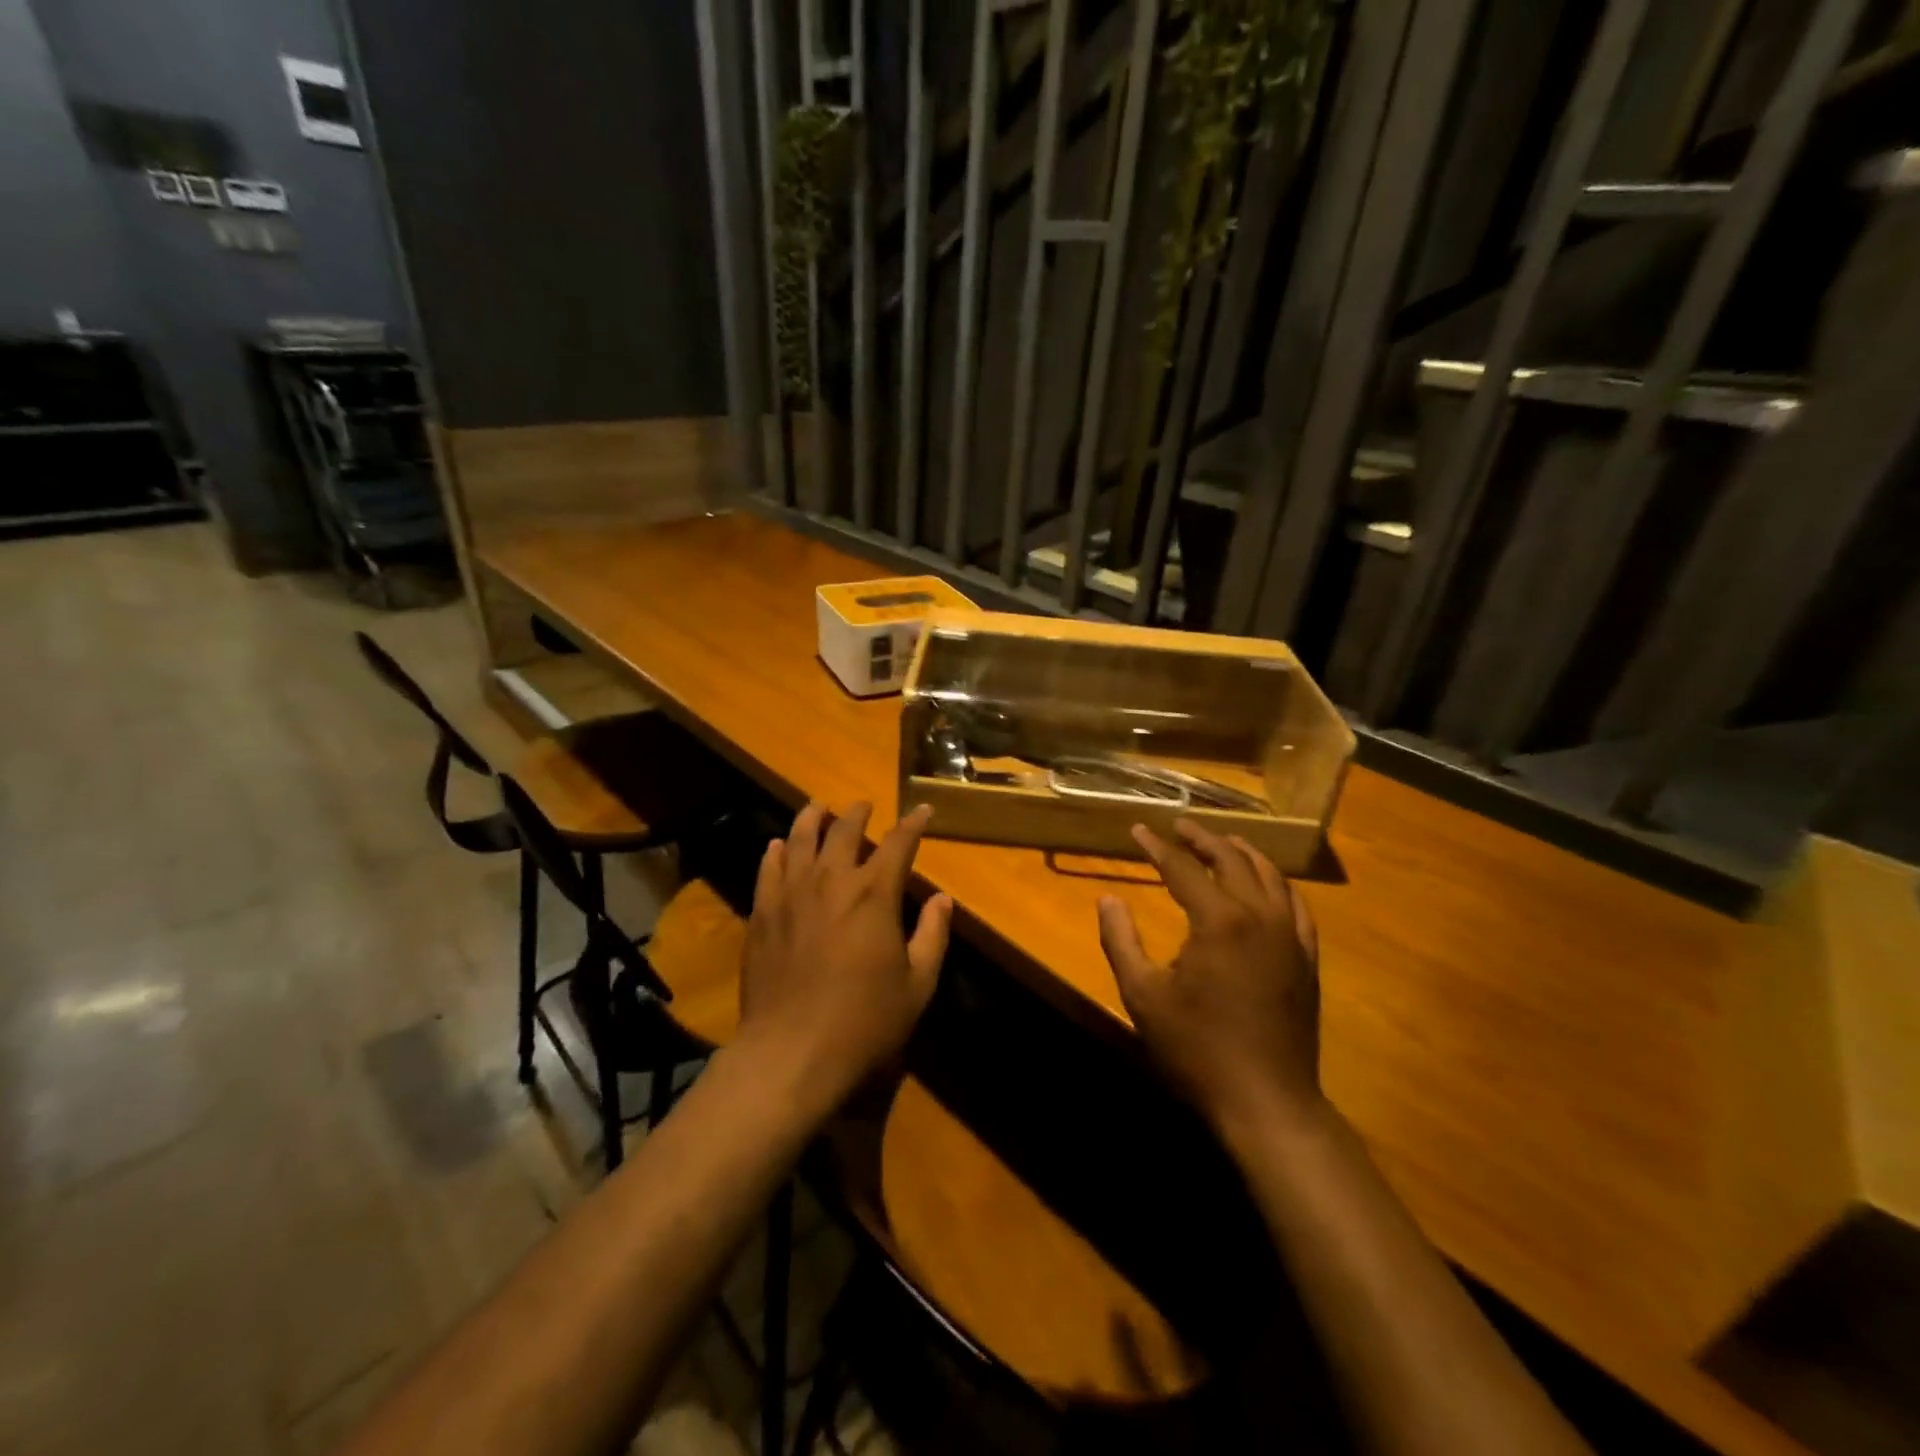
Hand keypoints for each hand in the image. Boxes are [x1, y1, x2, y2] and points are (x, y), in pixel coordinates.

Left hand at [737, 801, 952, 1109]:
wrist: (790, 1052)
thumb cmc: (864, 1022)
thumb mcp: (917, 985)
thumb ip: (932, 936)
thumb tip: (943, 900)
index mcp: (874, 894)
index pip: (899, 843)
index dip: (913, 823)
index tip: (923, 810)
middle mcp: (832, 881)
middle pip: (844, 830)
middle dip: (857, 813)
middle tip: (863, 805)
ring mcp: (791, 894)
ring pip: (800, 839)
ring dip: (812, 818)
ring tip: (818, 806)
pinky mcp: (762, 913)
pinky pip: (768, 869)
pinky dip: (776, 851)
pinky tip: (778, 846)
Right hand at [1097, 818, 1321, 1142]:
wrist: (1266, 1101)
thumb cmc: (1197, 1049)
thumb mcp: (1142, 995)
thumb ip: (1120, 940)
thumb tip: (1107, 899)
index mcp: (1218, 921)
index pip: (1183, 867)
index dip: (1157, 846)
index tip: (1138, 830)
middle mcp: (1259, 916)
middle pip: (1232, 859)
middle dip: (1203, 838)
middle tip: (1179, 825)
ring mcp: (1289, 936)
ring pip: (1269, 875)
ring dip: (1242, 852)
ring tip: (1222, 842)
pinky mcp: (1306, 958)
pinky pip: (1296, 905)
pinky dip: (1278, 884)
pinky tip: (1268, 884)